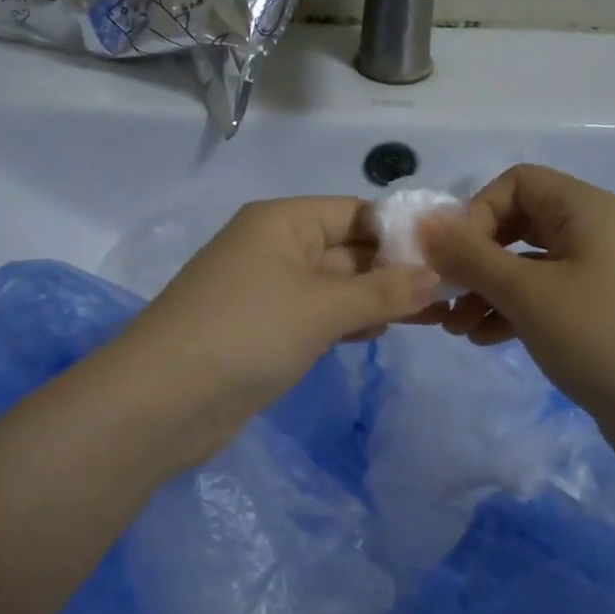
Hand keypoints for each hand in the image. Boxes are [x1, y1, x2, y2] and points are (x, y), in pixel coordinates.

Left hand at [122, 196, 439, 421]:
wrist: (162, 401)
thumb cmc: (246, 333)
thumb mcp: (321, 307)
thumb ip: (382, 291)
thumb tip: (435, 275)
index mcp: (282, 222)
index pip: (354, 212)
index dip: (401, 231)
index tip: (450, 254)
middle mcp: (273, 248)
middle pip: (346, 249)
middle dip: (394, 269)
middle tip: (452, 290)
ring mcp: (266, 291)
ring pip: (333, 286)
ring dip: (376, 298)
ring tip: (432, 314)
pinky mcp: (262, 331)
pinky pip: (315, 316)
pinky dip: (347, 321)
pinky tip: (381, 331)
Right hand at [419, 165, 614, 451]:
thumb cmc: (602, 339)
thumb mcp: (527, 294)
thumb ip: (470, 256)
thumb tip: (424, 223)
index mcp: (585, 209)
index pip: (515, 182)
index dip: (476, 213)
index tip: (454, 259)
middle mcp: (594, 232)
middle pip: (517, 223)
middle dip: (474, 257)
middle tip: (445, 293)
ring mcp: (600, 274)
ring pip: (527, 265)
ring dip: (486, 289)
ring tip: (455, 327)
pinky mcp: (600, 313)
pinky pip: (544, 296)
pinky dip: (511, 310)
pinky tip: (484, 339)